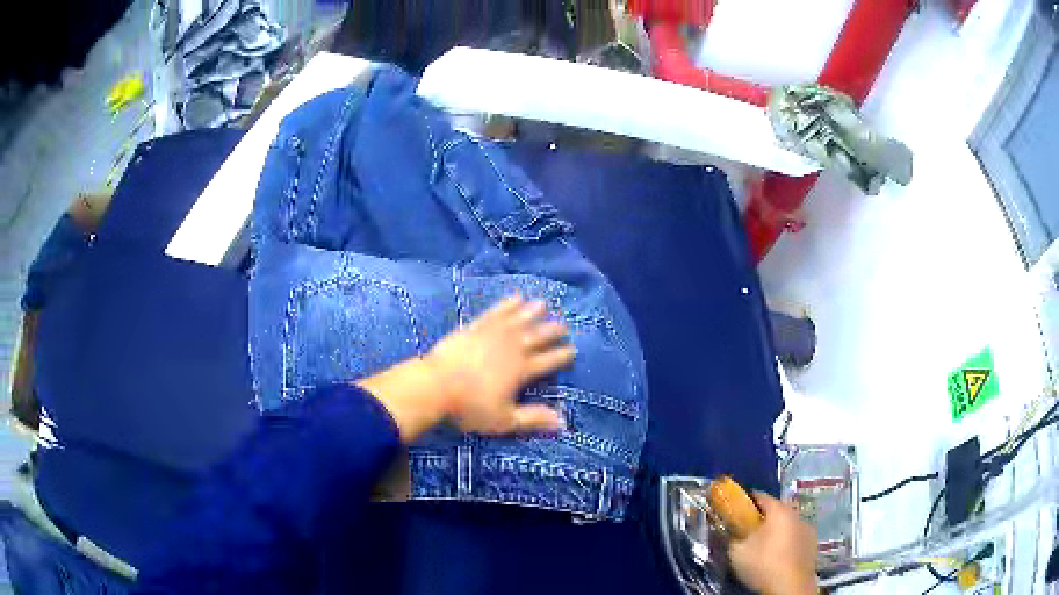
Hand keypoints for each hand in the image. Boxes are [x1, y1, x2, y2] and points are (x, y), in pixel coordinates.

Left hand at [358, 295, 574, 442]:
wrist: (435, 385)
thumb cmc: (470, 407)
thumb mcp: (504, 420)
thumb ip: (534, 419)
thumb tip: (563, 422)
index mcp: (522, 370)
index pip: (548, 361)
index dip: (562, 356)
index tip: (573, 350)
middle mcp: (512, 348)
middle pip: (537, 336)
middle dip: (552, 331)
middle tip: (564, 325)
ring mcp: (494, 334)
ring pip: (519, 319)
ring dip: (533, 312)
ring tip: (544, 305)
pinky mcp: (476, 326)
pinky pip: (497, 311)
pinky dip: (508, 304)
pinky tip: (516, 297)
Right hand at [729, 492, 818, 594]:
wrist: (790, 586)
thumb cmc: (763, 564)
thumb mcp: (737, 551)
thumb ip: (734, 536)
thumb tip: (733, 531)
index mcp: (779, 510)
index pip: (760, 497)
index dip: (746, 501)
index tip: (735, 509)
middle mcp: (796, 515)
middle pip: (776, 511)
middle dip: (762, 519)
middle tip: (747, 531)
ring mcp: (807, 529)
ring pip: (788, 525)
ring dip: (776, 531)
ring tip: (763, 546)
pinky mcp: (813, 545)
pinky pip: (795, 538)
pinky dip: (786, 542)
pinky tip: (777, 556)